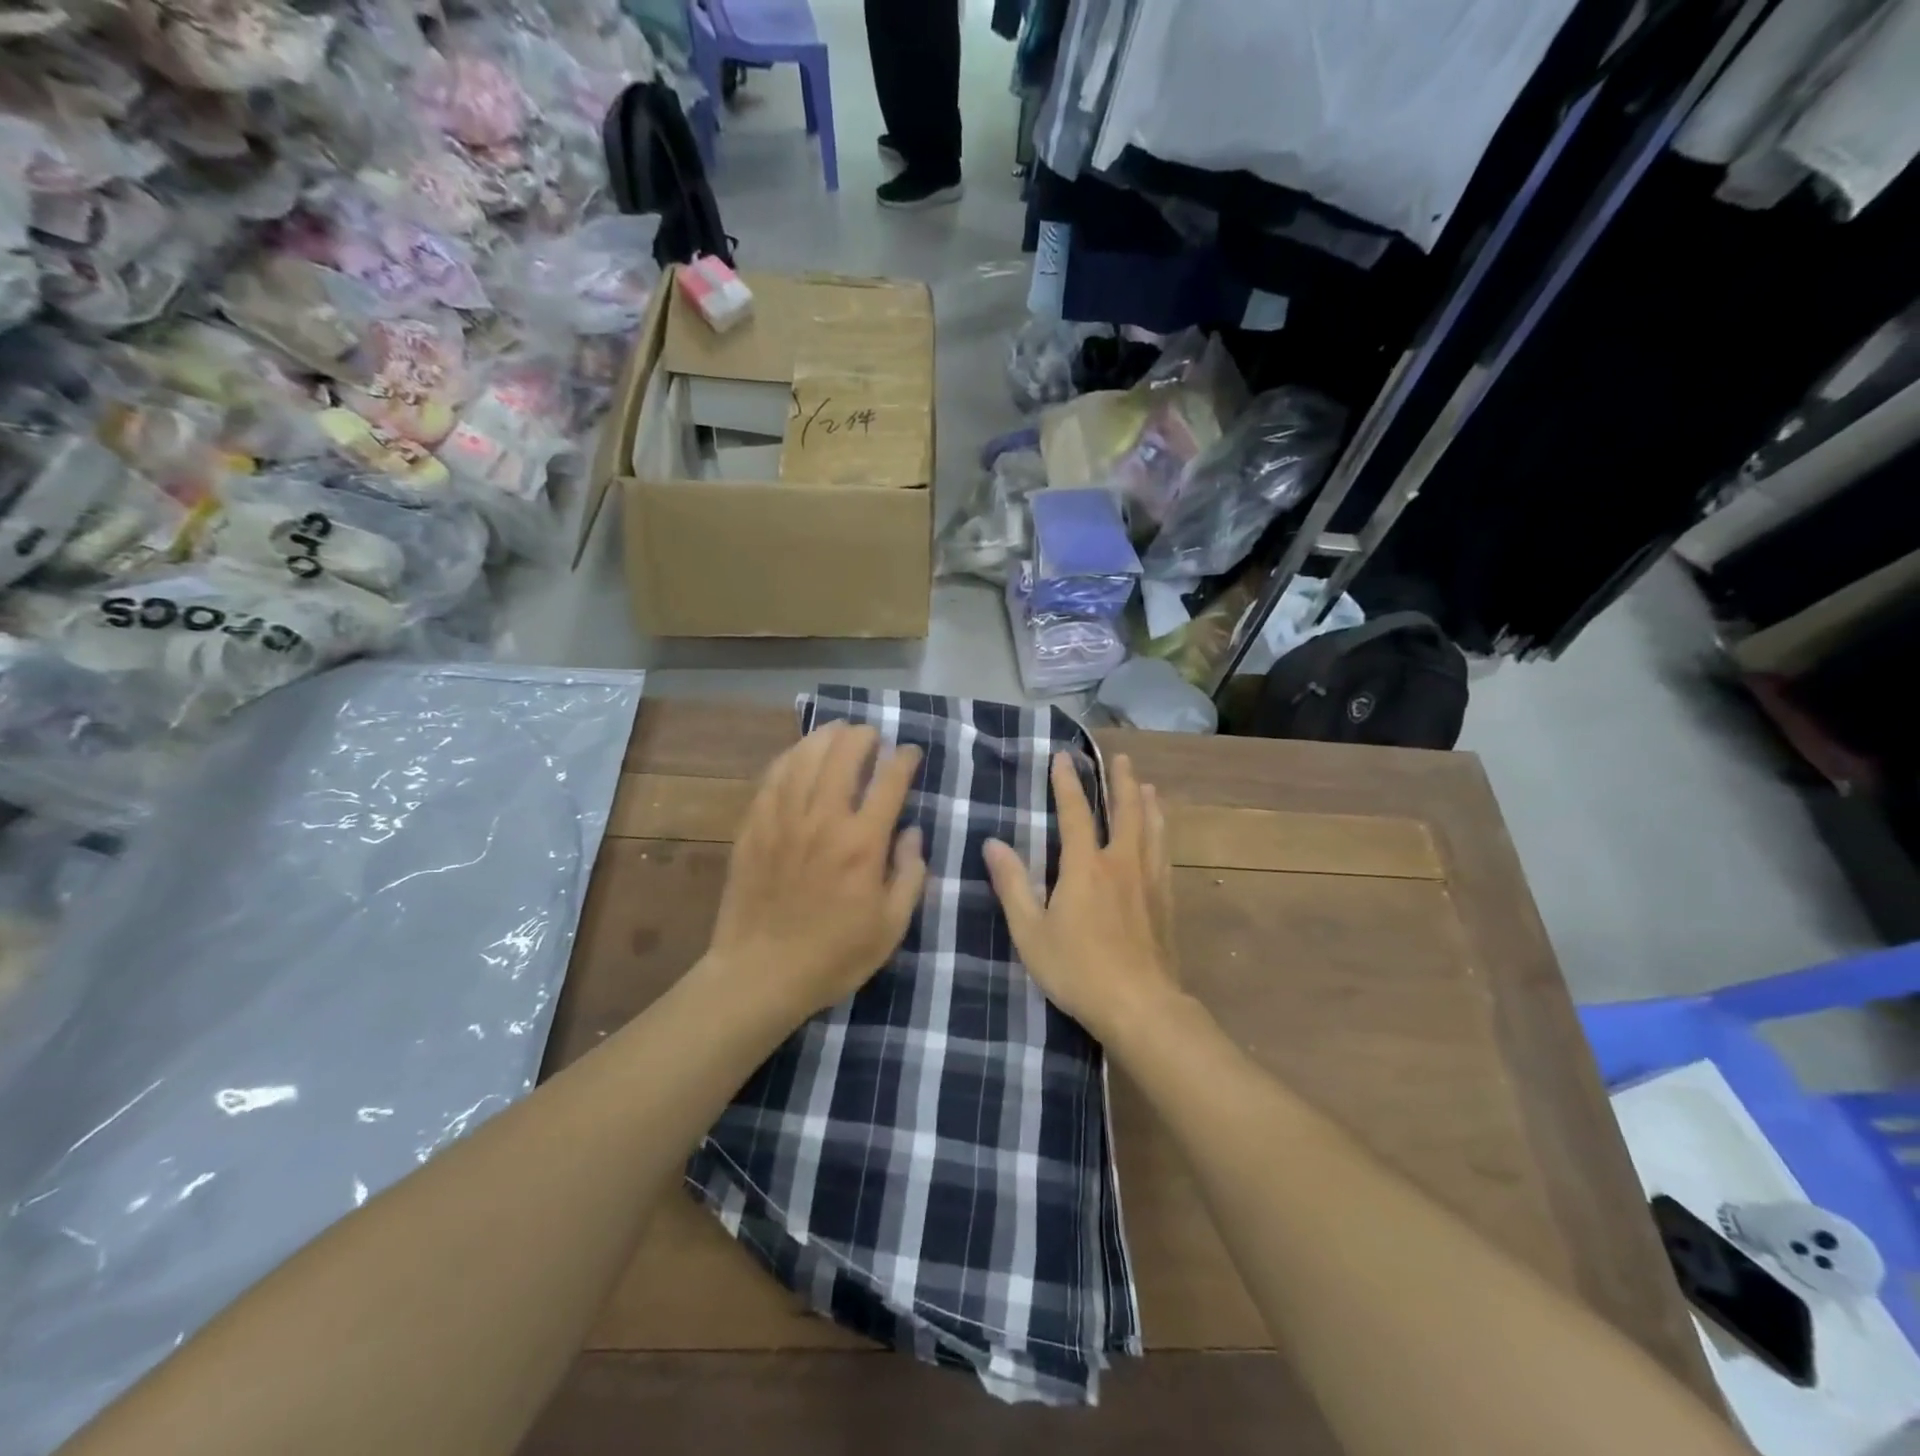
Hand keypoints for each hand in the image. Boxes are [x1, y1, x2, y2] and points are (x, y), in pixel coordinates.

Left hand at [705, 720, 927, 1023]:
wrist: (761, 973)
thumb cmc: (834, 955)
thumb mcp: (891, 926)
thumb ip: (910, 874)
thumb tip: (912, 832)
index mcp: (862, 843)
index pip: (889, 781)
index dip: (904, 758)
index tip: (911, 753)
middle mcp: (823, 819)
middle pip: (844, 755)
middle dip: (864, 736)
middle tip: (873, 736)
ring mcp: (784, 819)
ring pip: (806, 757)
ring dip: (826, 737)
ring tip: (839, 731)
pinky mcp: (754, 826)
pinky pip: (773, 777)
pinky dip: (791, 756)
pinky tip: (799, 754)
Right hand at [983, 752, 1177, 1042]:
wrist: (1141, 1006)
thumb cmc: (1078, 970)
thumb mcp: (1031, 932)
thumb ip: (1013, 885)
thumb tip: (993, 844)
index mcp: (1086, 867)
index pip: (1075, 813)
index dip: (1067, 783)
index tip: (1063, 757)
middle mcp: (1121, 863)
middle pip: (1126, 811)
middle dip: (1121, 782)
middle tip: (1121, 758)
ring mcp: (1149, 881)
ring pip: (1152, 829)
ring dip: (1147, 803)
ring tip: (1147, 786)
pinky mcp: (1166, 901)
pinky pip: (1165, 854)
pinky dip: (1162, 834)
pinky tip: (1162, 837)